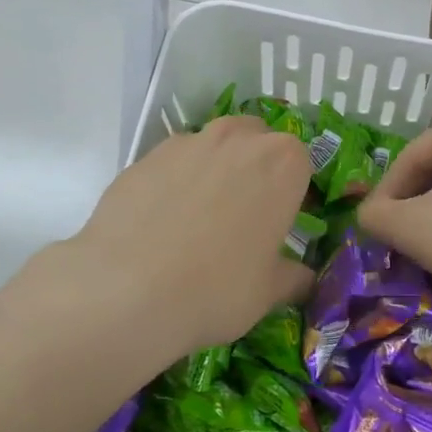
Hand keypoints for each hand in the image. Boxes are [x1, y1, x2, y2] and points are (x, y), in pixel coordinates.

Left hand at [43, 115, 315, 365]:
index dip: (293, 192)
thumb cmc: (218, 287)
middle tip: (244, 215)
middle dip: (256, 168)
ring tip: (200, 217)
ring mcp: (188, 142)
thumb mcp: (269, 292)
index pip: (301, 164)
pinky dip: (174, 182)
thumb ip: (293, 277)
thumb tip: (304, 280)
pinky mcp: (145, 156)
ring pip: (213, 145)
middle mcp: (238, 138)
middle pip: (258, 141)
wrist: (127, 289)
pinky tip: (162, 223)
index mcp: (282, 163)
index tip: (281, 222)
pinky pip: (172, 163)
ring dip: (215, 169)